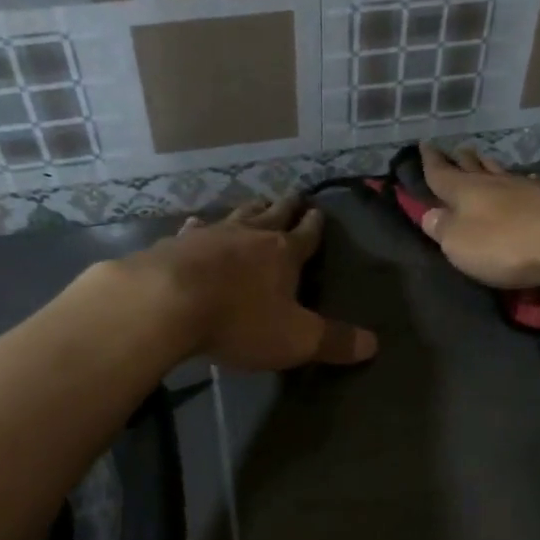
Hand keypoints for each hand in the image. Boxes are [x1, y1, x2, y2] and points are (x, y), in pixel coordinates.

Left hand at [139, 195, 377, 369]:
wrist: (165, 303)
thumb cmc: (239, 320)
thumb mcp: (295, 339)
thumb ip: (334, 341)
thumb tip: (374, 344)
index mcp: (283, 254)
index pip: (306, 235)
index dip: (314, 225)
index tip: (319, 212)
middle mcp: (249, 236)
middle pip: (272, 215)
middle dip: (285, 207)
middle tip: (294, 195)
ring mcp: (210, 235)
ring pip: (236, 215)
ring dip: (249, 210)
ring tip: (255, 203)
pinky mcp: (175, 244)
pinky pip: (193, 230)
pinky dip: (200, 226)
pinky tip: (195, 224)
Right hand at [418, 143, 539, 289]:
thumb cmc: (506, 244)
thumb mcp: (461, 243)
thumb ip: (444, 229)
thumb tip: (430, 214)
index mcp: (466, 192)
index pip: (441, 173)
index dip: (430, 162)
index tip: (424, 144)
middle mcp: (495, 183)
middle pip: (473, 167)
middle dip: (461, 159)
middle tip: (455, 148)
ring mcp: (528, 188)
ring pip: (501, 172)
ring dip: (489, 164)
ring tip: (482, 157)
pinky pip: (528, 184)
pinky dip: (520, 180)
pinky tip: (525, 179)